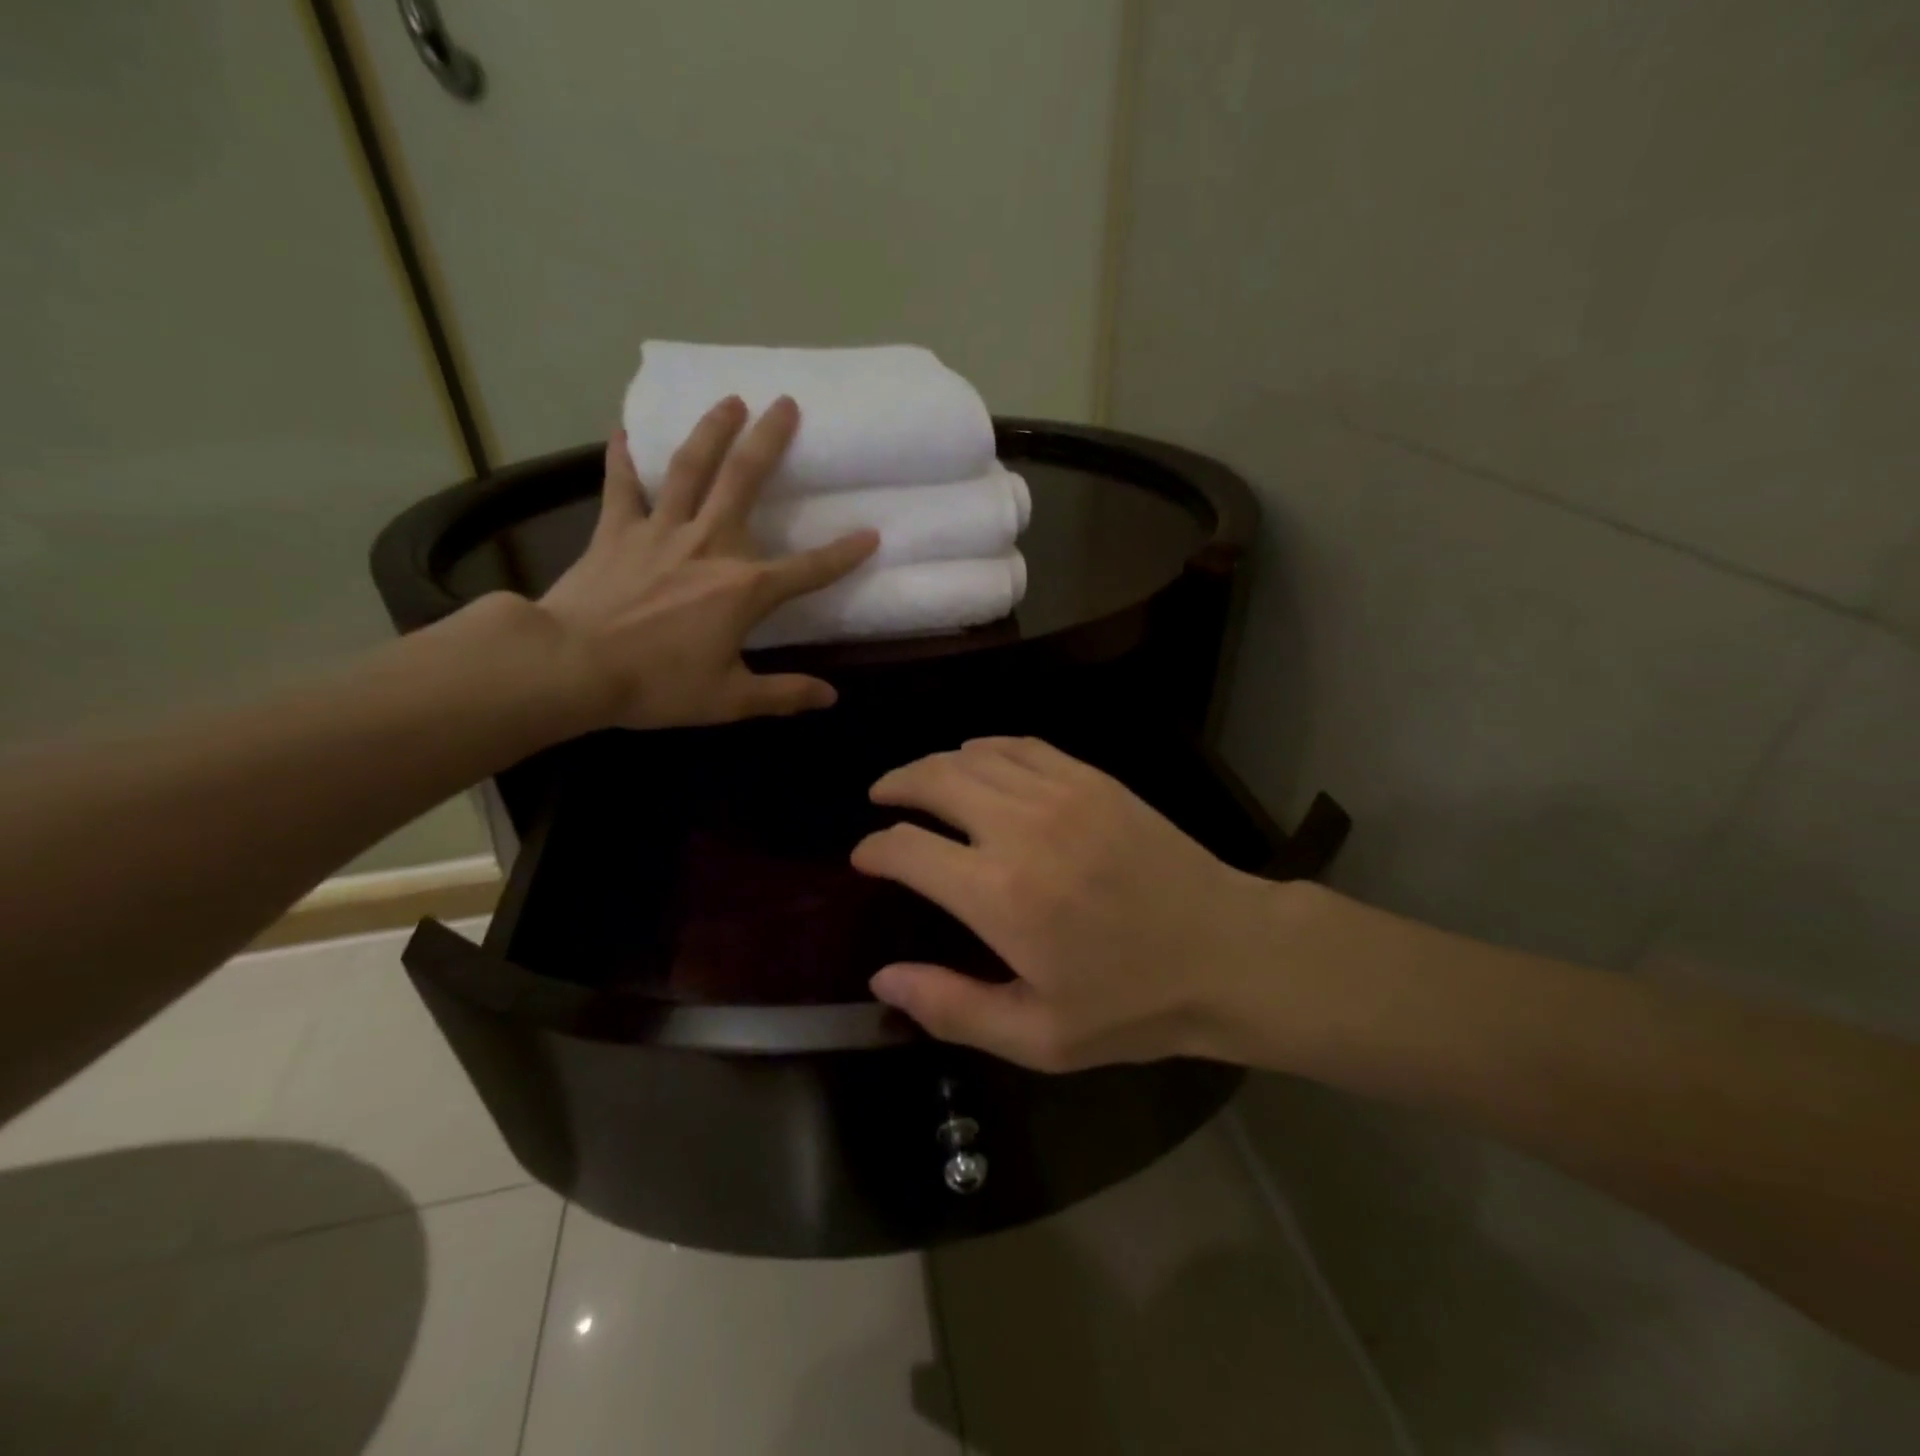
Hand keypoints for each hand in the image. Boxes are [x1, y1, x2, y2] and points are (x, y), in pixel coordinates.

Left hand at [536, 396, 876, 729]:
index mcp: (744, 588)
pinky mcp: (616, 530)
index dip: (844, 554)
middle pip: (745, 481)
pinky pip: (621, 485)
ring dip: (712, 430)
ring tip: (730, 400)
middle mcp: (709, 544)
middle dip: (769, 440)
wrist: (572, 666)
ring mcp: (660, 531)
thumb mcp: (729, 700)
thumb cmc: (656, 685)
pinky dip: (622, 458)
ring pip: (690, 468)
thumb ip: (783, 695)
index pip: (808, 569)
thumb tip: (830, 698)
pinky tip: (623, 430)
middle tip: (786, 403)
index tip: (871, 533)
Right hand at [850, 737, 1283, 1069]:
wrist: (1226, 953)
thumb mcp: (1038, 1036)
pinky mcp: (1093, 779)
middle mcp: (1021, 827)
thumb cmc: (1131, 1005)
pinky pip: (1021, 745)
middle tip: (880, 798)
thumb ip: (951, 1007)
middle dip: (895, 784)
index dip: (874, 849)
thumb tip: (882, 977)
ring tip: (919, 780)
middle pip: (933, 780)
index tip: (865, 858)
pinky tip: (979, 761)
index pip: (907, 849)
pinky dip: (986, 748)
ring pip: (974, 755)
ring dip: (935, 764)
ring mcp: (1061, 793)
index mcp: (999, 893)